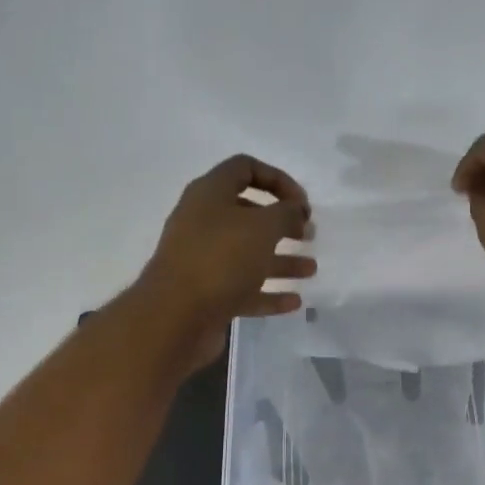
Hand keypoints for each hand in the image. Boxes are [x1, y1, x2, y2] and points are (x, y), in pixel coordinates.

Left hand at [133, 154, 315, 371]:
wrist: (174, 317)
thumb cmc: (220, 259)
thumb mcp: (262, 227)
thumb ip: (286, 213)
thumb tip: (296, 210)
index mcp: (210, 194)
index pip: (245, 168)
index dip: (278, 179)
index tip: (302, 203)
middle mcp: (203, 222)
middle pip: (248, 213)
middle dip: (282, 222)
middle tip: (308, 234)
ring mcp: (203, 259)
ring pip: (248, 254)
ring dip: (281, 260)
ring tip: (310, 270)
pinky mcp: (206, 294)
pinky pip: (243, 288)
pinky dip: (269, 293)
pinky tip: (294, 302)